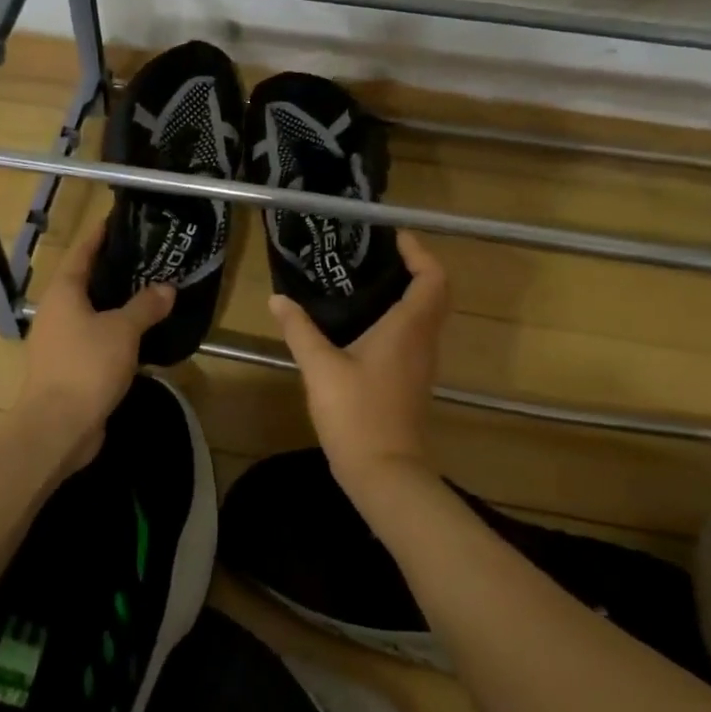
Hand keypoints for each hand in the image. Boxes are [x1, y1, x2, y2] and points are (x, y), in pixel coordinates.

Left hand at [16, 222, 175, 474]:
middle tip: (146, 258)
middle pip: (85, 282)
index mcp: (63, 293)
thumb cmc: (86, 366)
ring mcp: (60, 342)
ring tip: (148, 293)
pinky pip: (95, 340)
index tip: (118, 220)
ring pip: (91, 313)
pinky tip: (140, 336)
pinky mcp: (68, 368)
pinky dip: (115, 334)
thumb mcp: (122, 330)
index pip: (82, 253)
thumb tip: (166, 287)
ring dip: (115, 305)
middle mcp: (56, 312)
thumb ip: (144, 306)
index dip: (99, 236)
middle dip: (112, 271)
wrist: (57, 426)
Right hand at [269, 230, 447, 488]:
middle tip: (374, 257)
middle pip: (433, 293)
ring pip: (424, 317)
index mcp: (408, 328)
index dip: (419, 252)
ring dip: (404, 294)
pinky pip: (413, 337)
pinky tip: (361, 326)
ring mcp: (421, 364)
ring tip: (363, 283)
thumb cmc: (356, 414)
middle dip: (411, 269)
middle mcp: (423, 341)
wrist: (385, 473)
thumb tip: (277, 299)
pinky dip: (397, 320)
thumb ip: (299, 329)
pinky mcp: (411, 382)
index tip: (393, 238)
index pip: (432, 277)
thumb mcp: (320, 367)